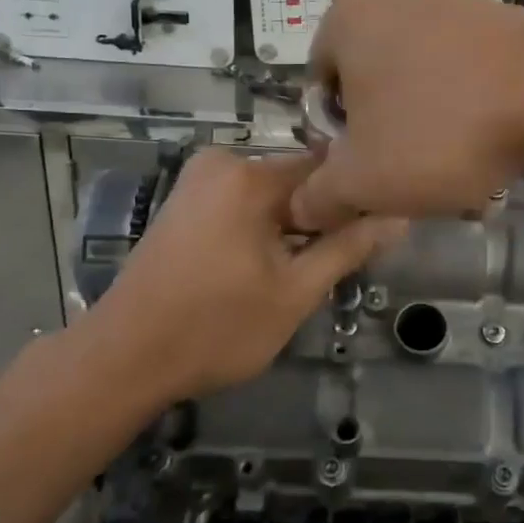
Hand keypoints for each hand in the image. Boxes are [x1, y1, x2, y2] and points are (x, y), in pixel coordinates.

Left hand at [82, 149, 403, 401]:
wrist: (124, 359)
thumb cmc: (215, 328)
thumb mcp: (295, 292)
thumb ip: (349, 249)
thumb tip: (400, 218)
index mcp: (249, 176)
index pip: (329, 167)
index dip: (357, 199)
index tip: (376, 232)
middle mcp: (221, 163)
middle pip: (299, 180)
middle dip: (323, 218)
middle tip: (338, 265)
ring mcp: (198, 182)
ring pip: (273, 195)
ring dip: (295, 227)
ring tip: (305, 272)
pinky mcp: (185, 203)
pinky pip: (245, 204)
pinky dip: (265, 229)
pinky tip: (269, 267)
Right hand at [291, 0, 523, 229]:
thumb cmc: (441, 130)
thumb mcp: (362, 181)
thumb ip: (318, 196)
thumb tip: (302, 207)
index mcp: (347, 16)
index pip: (318, 89)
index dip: (336, 141)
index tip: (368, 171)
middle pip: (370, 86)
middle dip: (384, 135)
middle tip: (409, 174)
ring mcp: (453, 3)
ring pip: (419, 85)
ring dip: (426, 128)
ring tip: (454, 165)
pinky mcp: (500, 22)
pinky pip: (464, 76)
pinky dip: (467, 111)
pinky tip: (488, 144)